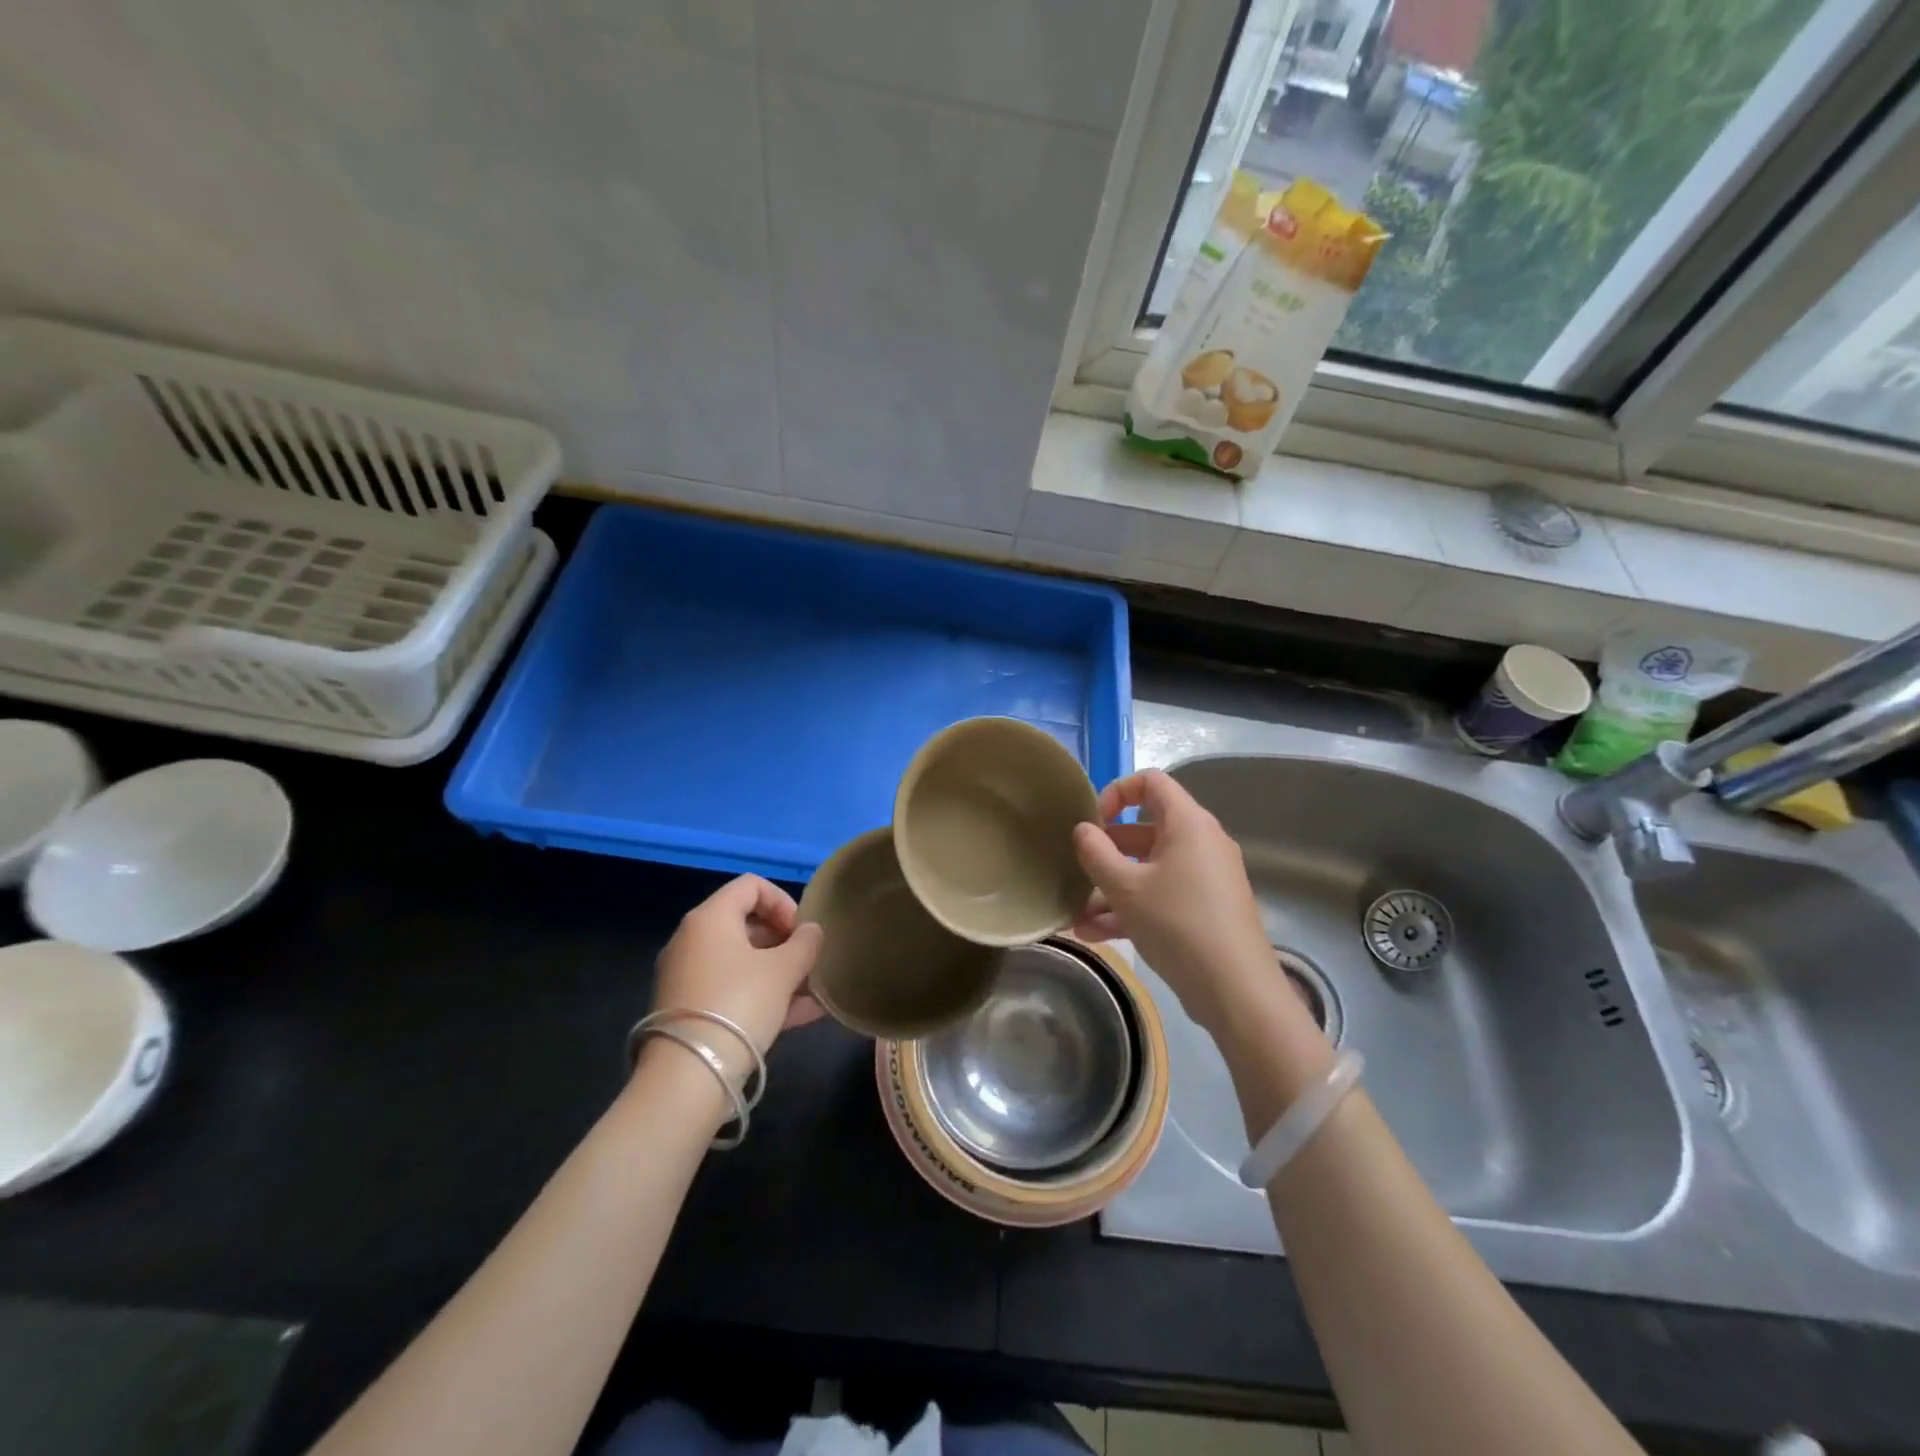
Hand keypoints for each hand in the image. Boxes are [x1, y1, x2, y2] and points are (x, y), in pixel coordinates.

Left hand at [650, 876, 825, 1082]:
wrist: (688, 1075)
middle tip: (808, 961)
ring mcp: (688, 976)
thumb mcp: (783, 970)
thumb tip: (812, 931)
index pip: (751, 886)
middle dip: (784, 940)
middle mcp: (693, 940)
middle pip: (746, 924)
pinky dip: (764, 995)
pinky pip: (733, 990)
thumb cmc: (739, 1004)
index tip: (803, 930)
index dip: (783, 901)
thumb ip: (805, 944)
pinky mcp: (690, 1010)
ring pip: (742, 961)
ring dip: (779, 971)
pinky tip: (803, 1014)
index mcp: (710, 918)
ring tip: (814, 990)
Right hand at [1072, 769, 1282, 1036]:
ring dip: (1112, 887)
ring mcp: (1206, 877)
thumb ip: (1096, 853)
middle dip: (1106, 851)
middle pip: (1146, 830)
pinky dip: (1132, 908)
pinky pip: (1162, 895)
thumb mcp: (1125, 888)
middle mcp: (1201, 842)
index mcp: (1188, 823)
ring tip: (1077, 914)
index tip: (1092, 822)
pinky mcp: (1207, 909)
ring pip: (1150, 869)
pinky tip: (1096, 934)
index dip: (1116, 792)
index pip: (1150, 782)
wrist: (1236, 990)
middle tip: (1078, 869)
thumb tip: (1082, 830)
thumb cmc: (1177, 924)